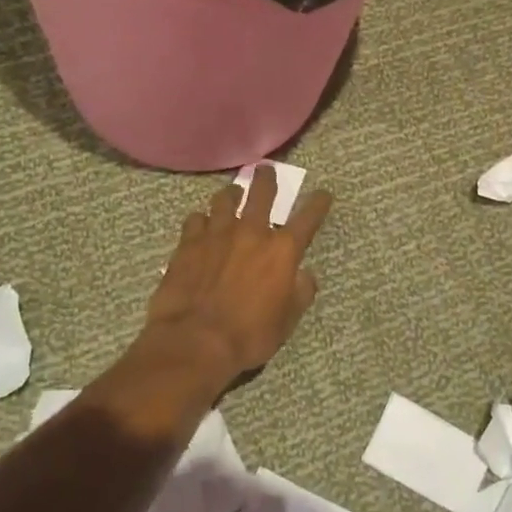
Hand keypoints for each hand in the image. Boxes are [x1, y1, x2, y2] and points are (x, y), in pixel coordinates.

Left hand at [140, 165, 331, 393]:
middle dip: (267, 179)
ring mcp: (216, 234)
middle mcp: (251, 232)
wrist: (195, 340)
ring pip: (224, 199)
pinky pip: (195, 219)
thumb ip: (300, 292)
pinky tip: (200, 225)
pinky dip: (201, 220)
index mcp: (281, 251)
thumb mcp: (287, 321)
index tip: (324, 194)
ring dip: (232, 194)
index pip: (307, 218)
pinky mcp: (188, 243)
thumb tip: (304, 275)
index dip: (318, 204)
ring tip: (232, 194)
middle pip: (262, 193)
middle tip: (266, 171)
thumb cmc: (249, 335)